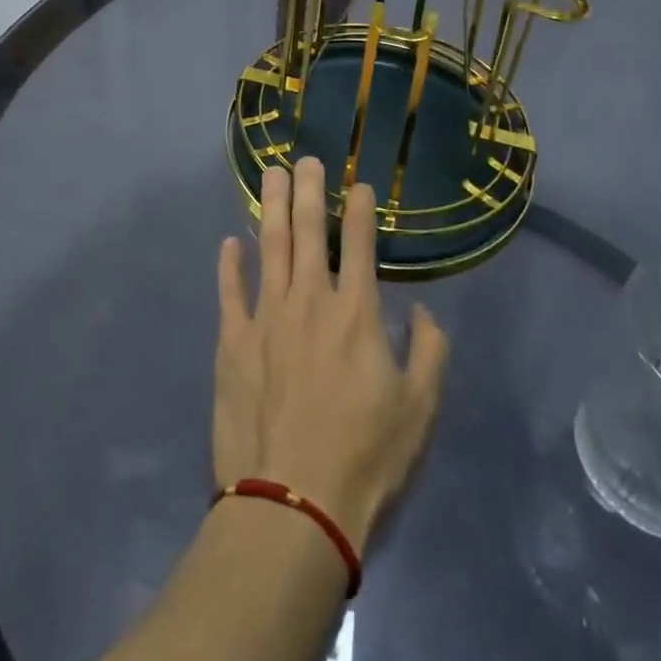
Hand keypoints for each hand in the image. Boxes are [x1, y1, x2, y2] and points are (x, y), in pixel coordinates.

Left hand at [214, 158, 448, 551]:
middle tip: (305, 157)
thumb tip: (423, 312)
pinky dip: (230, 264)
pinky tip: (230, 241)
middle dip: (309, 189)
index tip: (359, 183)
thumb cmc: (365, 457)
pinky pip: (230, 291)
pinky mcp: (233, 341)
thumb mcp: (420, 409)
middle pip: (309, 231)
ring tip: (271, 173)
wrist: (293, 503)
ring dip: (272, 207)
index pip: (361, 244)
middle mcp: (310, 300)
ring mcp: (266, 317)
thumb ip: (429, 351)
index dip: (361, 209)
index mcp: (356, 313)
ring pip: (270, 246)